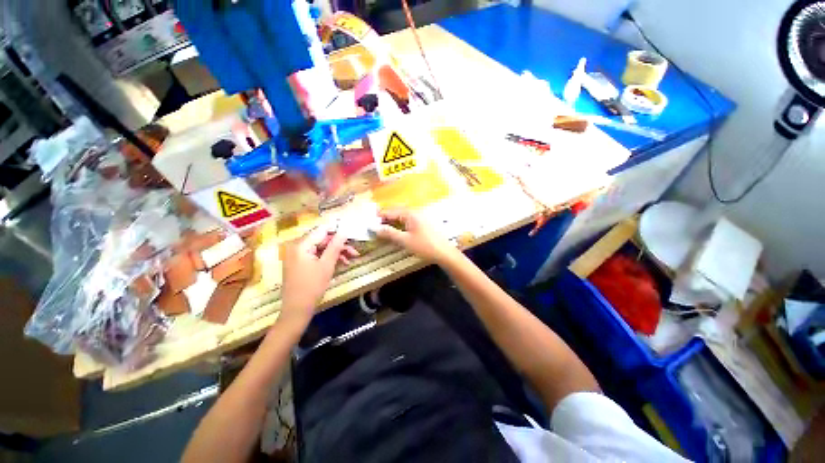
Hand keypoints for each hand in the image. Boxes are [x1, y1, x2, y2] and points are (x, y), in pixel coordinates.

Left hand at [280, 225, 359, 322]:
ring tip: (351, 258)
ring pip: (321, 248)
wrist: (297, 309)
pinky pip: (316, 255)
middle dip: (339, 245)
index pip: (322, 231)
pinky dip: (328, 258)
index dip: (337, 232)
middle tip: (355, 251)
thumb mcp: (327, 265)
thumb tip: (344, 231)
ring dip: (336, 252)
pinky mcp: (300, 264)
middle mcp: (297, 247)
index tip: (352, 236)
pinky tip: (341, 263)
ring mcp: (297, 256)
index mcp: (301, 245)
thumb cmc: (312, 286)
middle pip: (322, 240)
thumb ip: (335, 246)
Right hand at [376, 209, 458, 263]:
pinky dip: (401, 225)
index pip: (391, 211)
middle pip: (397, 212)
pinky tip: (398, 231)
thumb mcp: (405, 240)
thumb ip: (389, 233)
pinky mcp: (425, 224)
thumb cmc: (424, 246)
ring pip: (403, 217)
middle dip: (386, 218)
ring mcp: (422, 217)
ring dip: (393, 222)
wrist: (445, 253)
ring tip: (384, 229)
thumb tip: (375, 228)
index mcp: (410, 214)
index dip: (379, 216)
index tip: (369, 222)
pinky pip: (409, 221)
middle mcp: (416, 212)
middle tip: (376, 226)